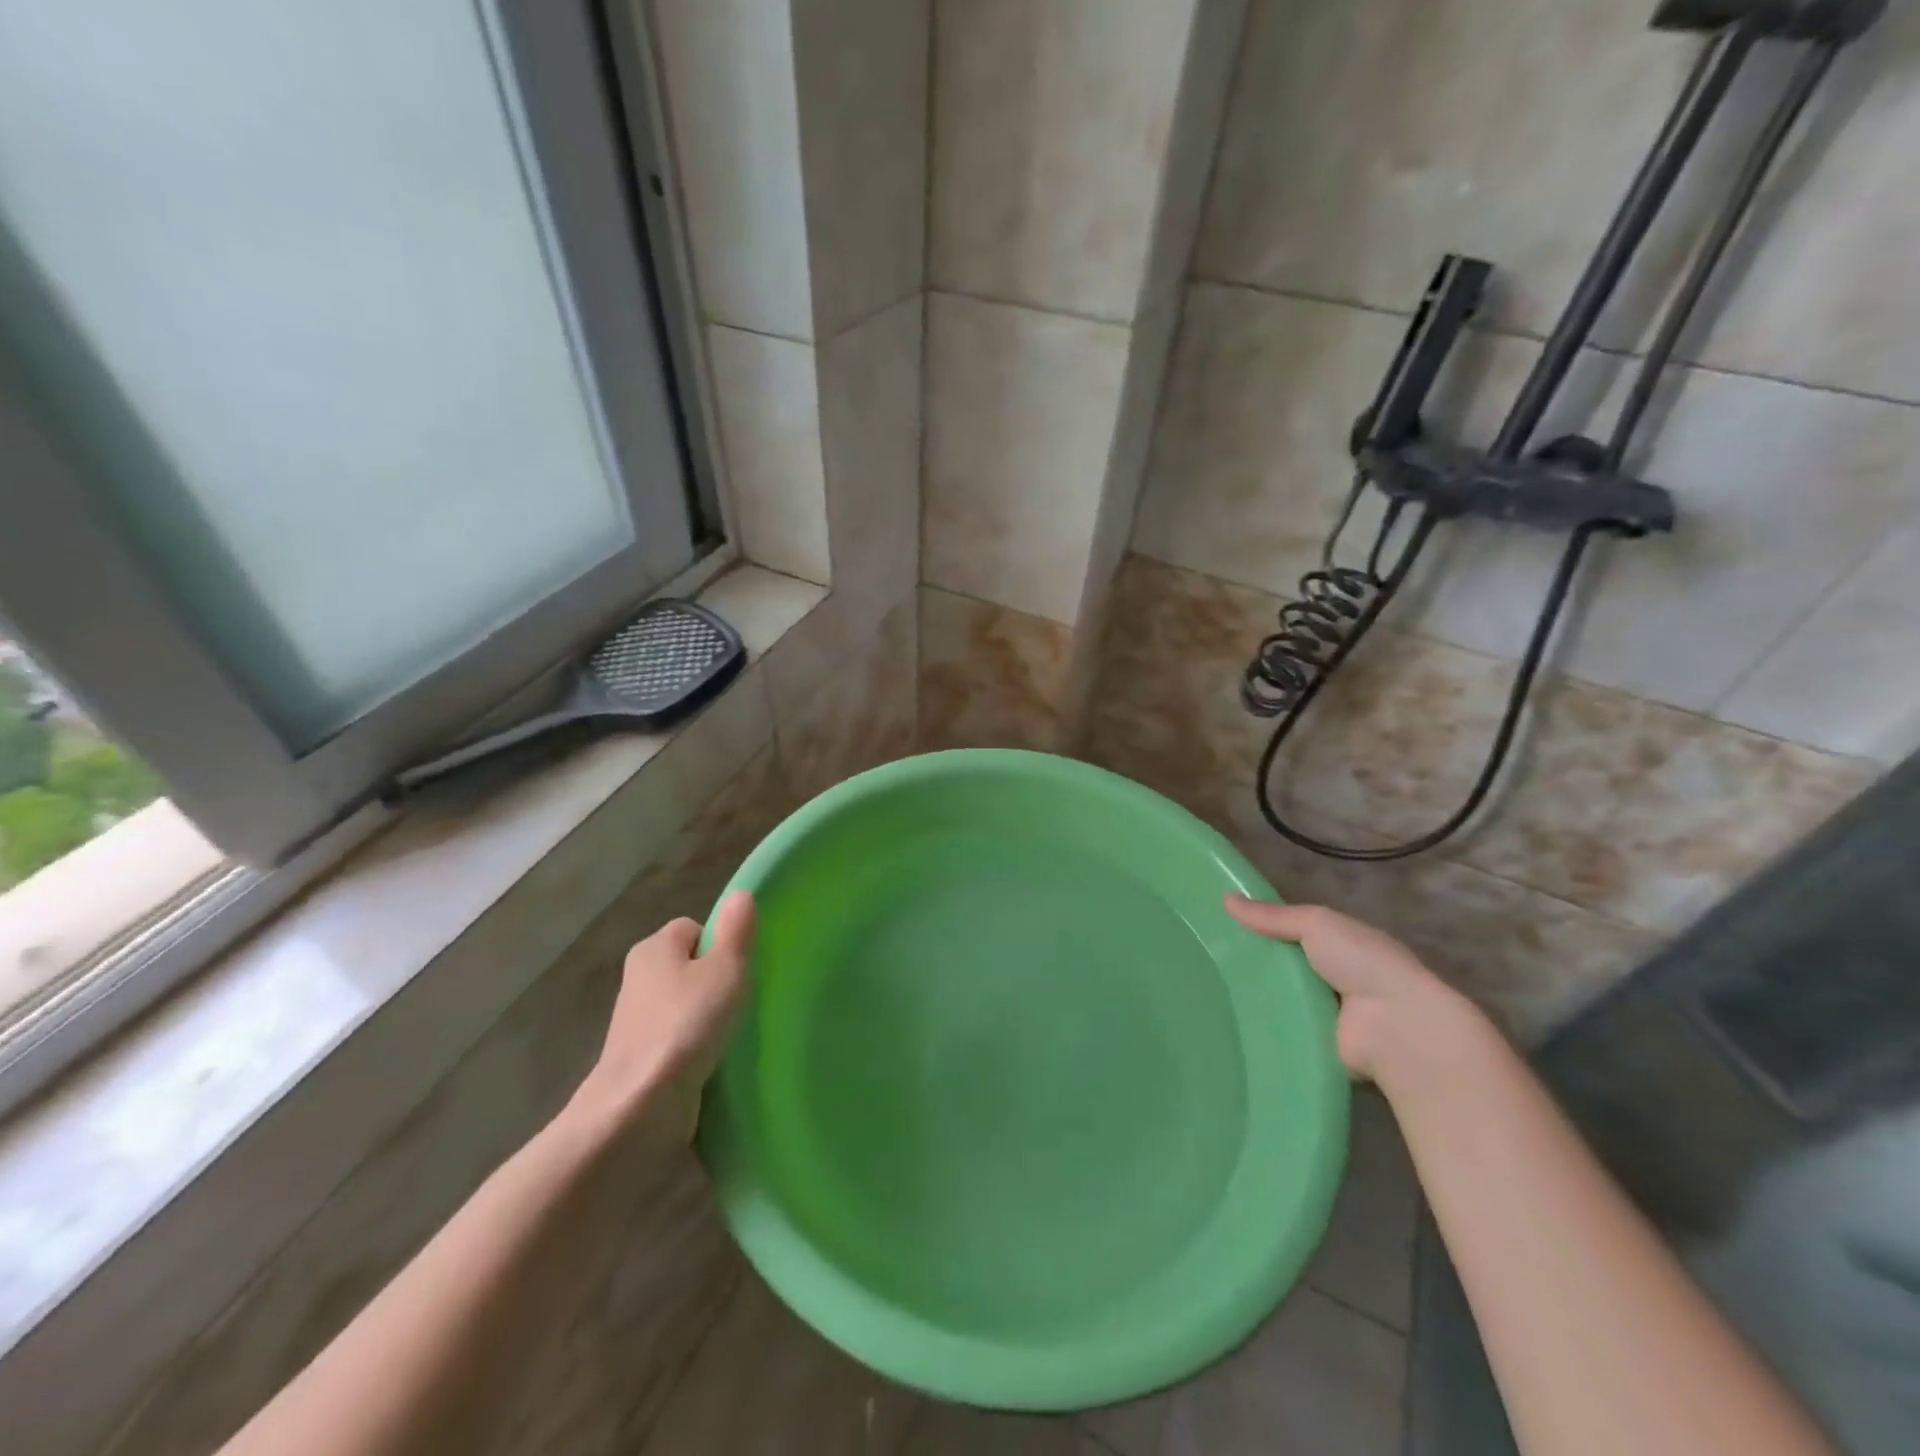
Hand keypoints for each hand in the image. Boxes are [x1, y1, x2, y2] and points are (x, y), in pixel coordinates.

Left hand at [570, 890, 755, 1140]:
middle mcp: (638, 978)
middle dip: (715, 981)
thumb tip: (741, 894)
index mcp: (653, 947)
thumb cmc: (686, 1024)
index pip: (693, 928)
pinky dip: (695, 1046)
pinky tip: (714, 1060)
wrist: (639, 1105)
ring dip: (707, 1017)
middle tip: (741, 999)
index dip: (721, 943)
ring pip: (684, 1004)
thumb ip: (736, 930)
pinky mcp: (641, 1058)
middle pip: (689, 966)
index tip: (741, 968)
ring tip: (731, 1033)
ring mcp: (636, 1021)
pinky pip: (677, 1038)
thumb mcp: (725, 969)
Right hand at [1225, 895, 1470, 1079]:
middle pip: (1284, 967)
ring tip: (1204, 991)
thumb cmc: (1361, 963)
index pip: (1294, 933)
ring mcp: (1328, 1014)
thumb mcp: (1316, 924)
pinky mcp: (1318, 1045)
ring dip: (1254, 997)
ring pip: (1280, 1000)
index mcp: (1341, 945)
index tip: (1221, 927)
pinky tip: (1226, 1022)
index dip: (1262, 928)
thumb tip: (1225, 898)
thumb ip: (1274, 916)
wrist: (1396, 1028)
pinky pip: (1282, 1032)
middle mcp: (1336, 978)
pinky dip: (1261, 1027)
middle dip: (1252, 964)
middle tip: (1204, 960)